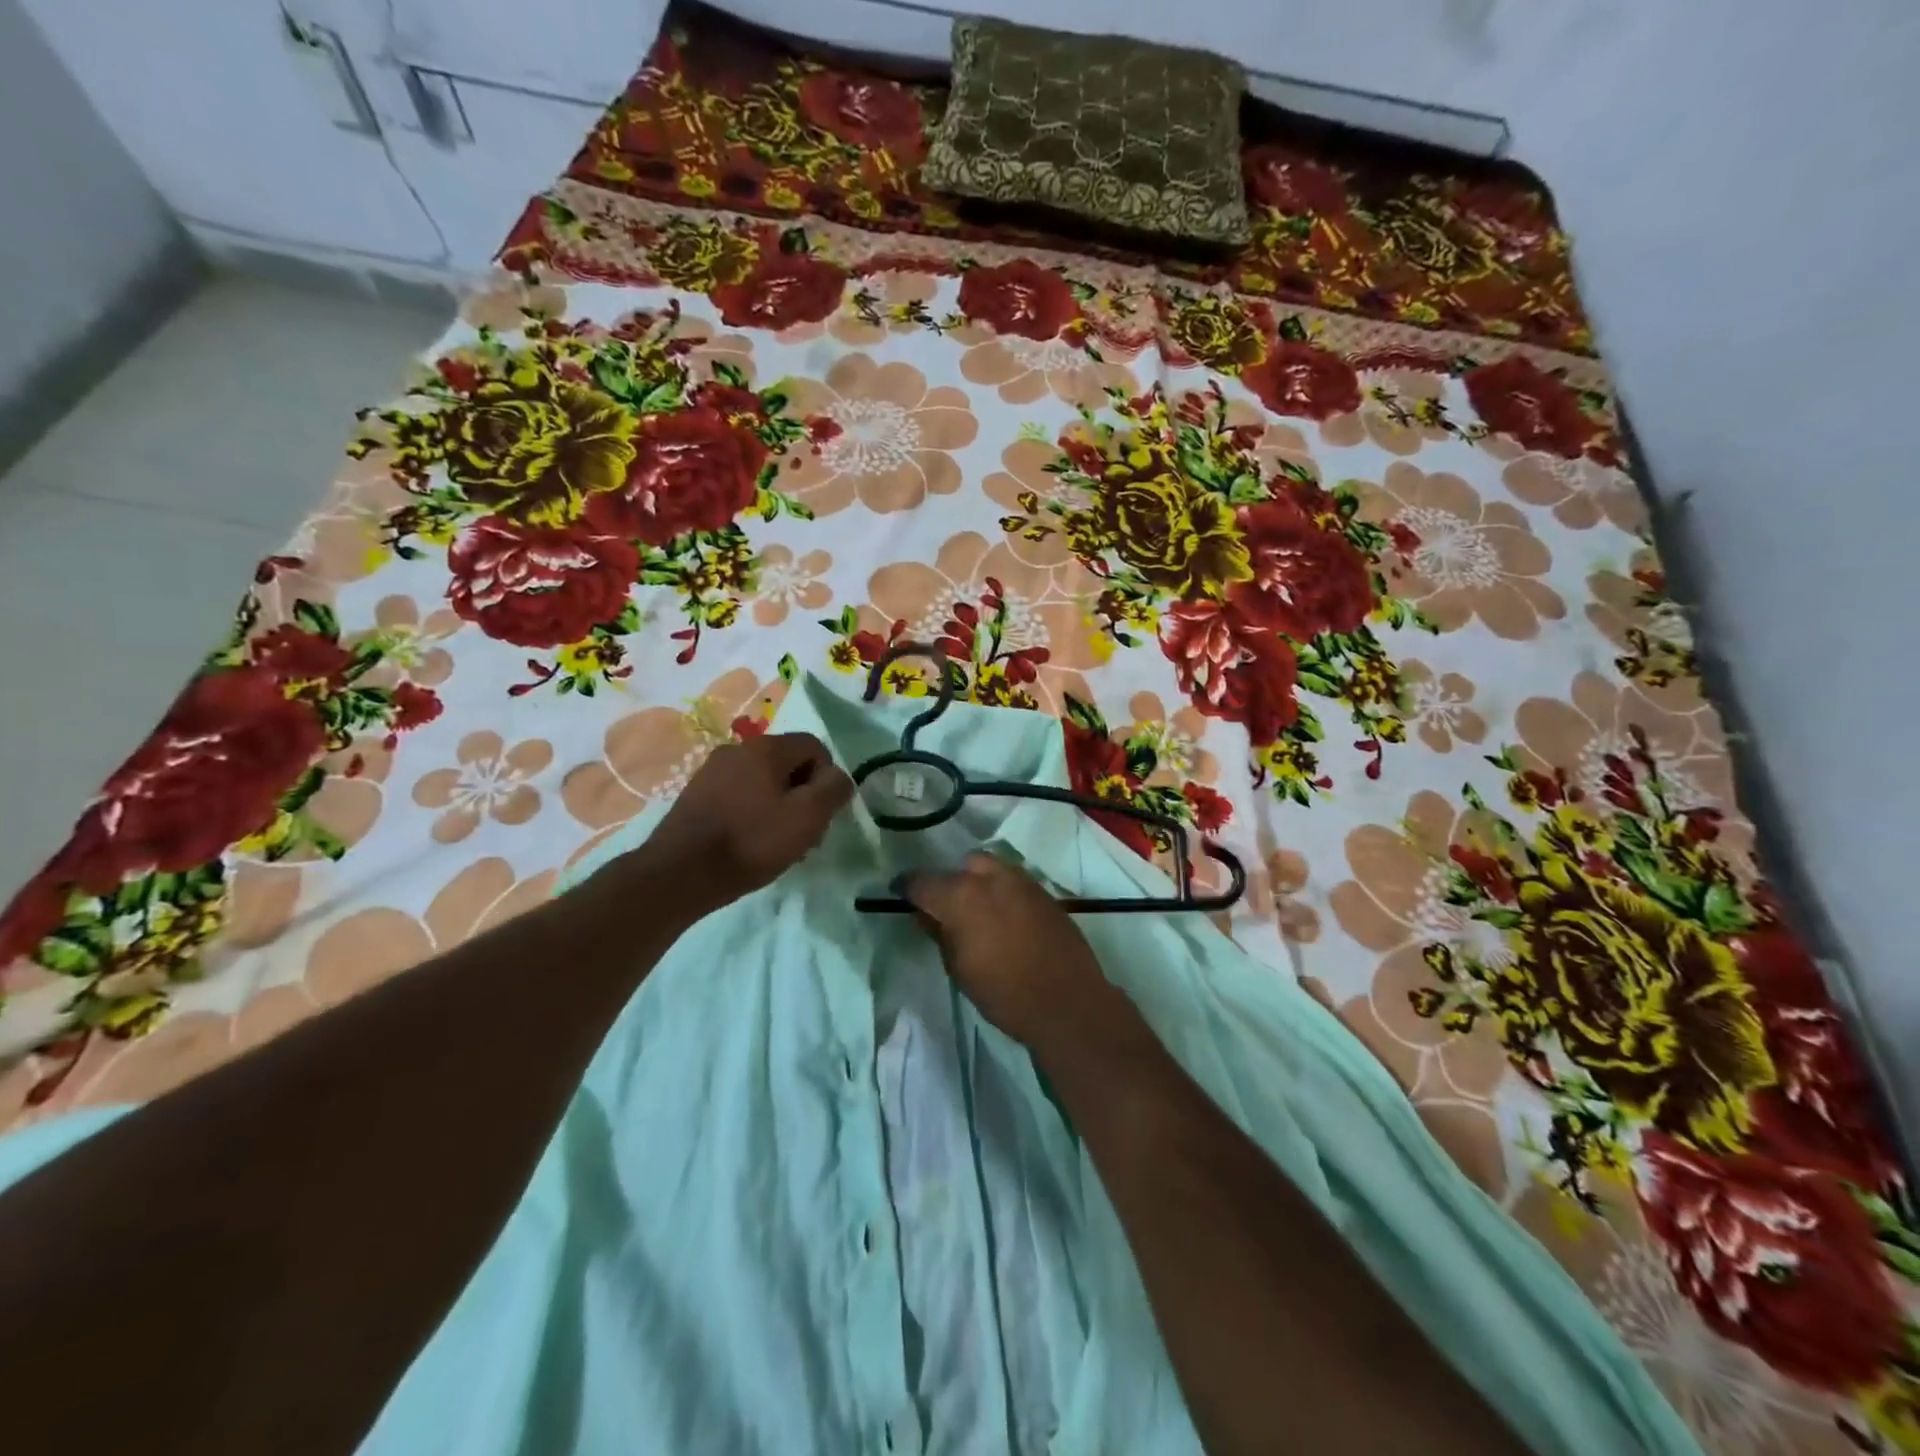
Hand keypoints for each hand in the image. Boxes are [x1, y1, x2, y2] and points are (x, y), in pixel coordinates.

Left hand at [636, 733, 853, 914]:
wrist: (680, 873)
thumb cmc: (751, 841)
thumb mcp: (808, 817)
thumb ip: (833, 790)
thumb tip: (838, 778)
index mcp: (766, 747)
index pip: (814, 747)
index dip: (827, 779)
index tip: (821, 814)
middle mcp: (737, 749)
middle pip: (788, 764)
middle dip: (803, 795)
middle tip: (804, 834)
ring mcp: (712, 771)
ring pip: (763, 781)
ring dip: (779, 807)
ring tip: (777, 844)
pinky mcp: (696, 794)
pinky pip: (739, 795)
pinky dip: (752, 814)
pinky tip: (749, 844)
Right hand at [904, 853, 1125, 1052]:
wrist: (1067, 1001)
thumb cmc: (1003, 993)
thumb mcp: (959, 969)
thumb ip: (939, 934)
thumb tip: (925, 914)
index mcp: (961, 896)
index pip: (922, 881)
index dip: (907, 887)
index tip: (899, 893)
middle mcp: (991, 878)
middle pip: (962, 866)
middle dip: (951, 881)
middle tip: (947, 907)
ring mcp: (1022, 881)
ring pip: (991, 867)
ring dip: (979, 881)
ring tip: (978, 909)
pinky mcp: (1044, 893)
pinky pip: (1015, 881)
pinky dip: (1003, 891)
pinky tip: (1005, 916)